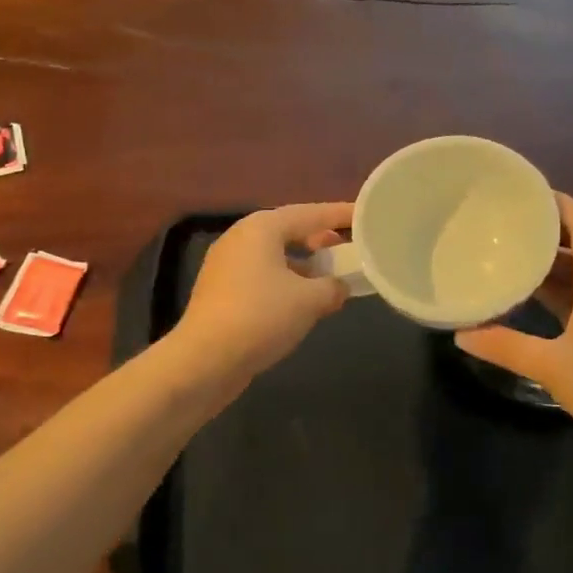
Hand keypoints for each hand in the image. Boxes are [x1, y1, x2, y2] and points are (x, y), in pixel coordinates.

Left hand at [172, 202, 353, 381]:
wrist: (205, 359)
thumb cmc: (261, 317)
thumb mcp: (309, 301)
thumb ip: (332, 287)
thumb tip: (339, 287)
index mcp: (262, 228)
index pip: (311, 213)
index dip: (341, 214)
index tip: (366, 215)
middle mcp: (241, 238)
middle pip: (289, 230)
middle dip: (321, 239)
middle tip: (349, 247)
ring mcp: (226, 264)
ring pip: (275, 255)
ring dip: (304, 264)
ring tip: (330, 278)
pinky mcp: (221, 291)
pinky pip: (262, 275)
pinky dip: (286, 281)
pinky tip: (302, 302)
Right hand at [455, 193, 572, 466]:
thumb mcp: (552, 367)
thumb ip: (505, 347)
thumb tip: (461, 334)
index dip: (561, 204)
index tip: (527, 192)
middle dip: (550, 226)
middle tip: (509, 219)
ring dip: (552, 257)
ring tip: (513, 248)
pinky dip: (557, 286)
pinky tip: (530, 293)